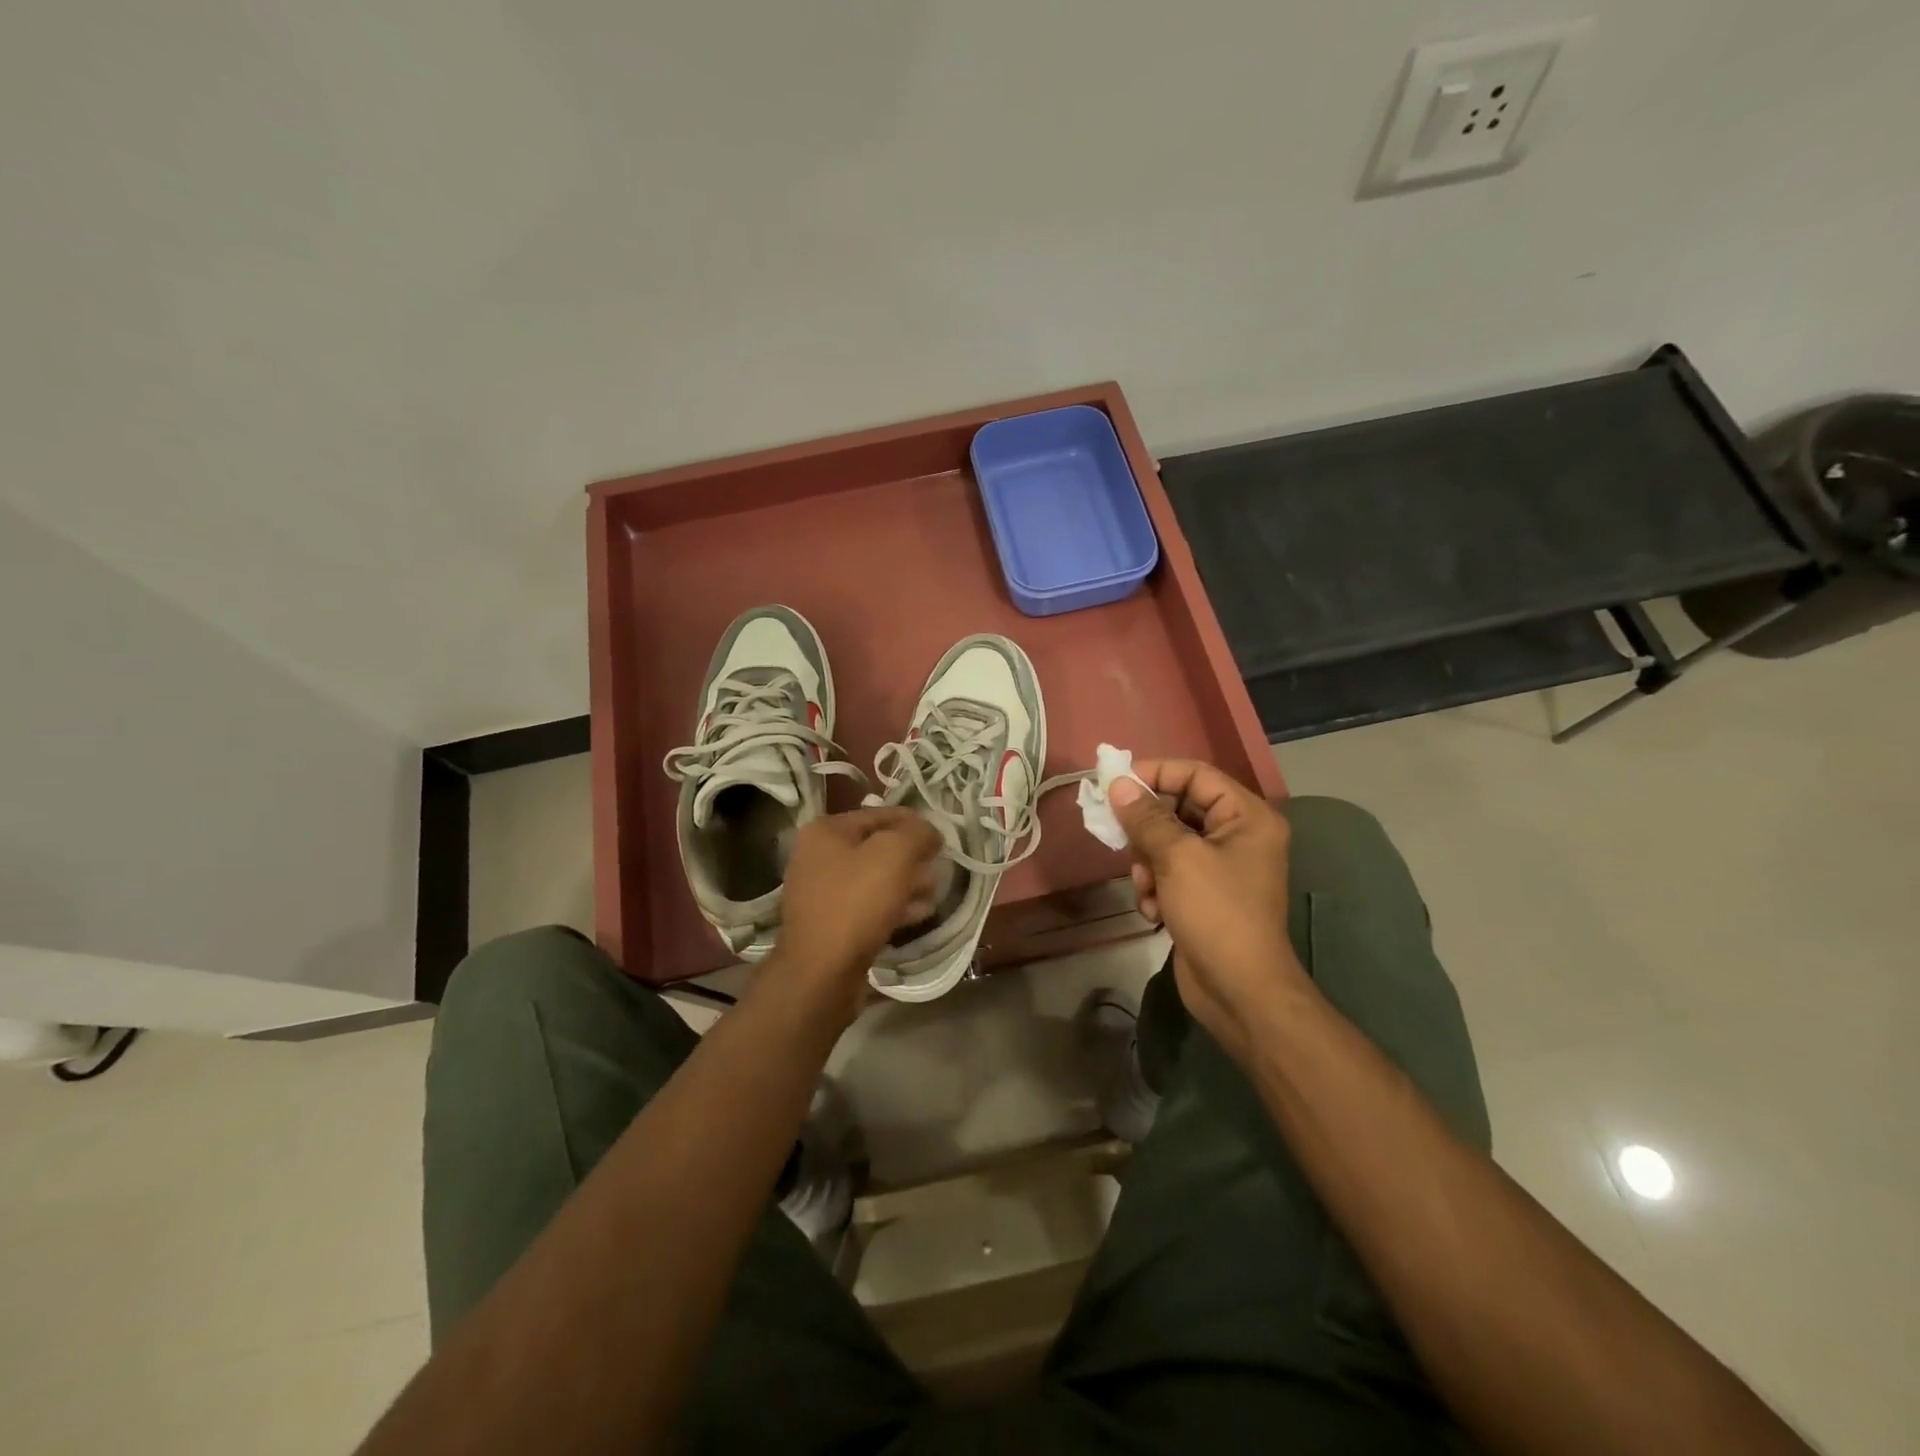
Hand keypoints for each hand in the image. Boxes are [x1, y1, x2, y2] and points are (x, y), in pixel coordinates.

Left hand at [774, 807, 941, 1015]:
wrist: (821, 972)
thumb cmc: (856, 902)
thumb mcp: (895, 854)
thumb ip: (917, 833)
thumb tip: (930, 832)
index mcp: (825, 831)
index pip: (879, 814)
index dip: (914, 823)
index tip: (941, 837)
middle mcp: (817, 857)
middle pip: (877, 847)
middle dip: (911, 856)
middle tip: (939, 866)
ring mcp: (821, 892)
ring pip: (874, 878)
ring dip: (907, 882)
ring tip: (934, 891)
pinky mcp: (830, 924)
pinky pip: (868, 905)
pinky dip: (894, 906)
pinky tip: (919, 913)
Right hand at [1109, 761, 1308, 1062]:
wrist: (1240, 991)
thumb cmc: (1216, 913)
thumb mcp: (1177, 858)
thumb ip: (1146, 817)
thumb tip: (1119, 784)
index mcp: (1247, 816)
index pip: (1196, 774)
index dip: (1155, 773)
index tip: (1115, 782)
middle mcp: (1238, 835)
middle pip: (1179, 808)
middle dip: (1147, 827)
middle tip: (1119, 836)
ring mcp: (1222, 867)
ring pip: (1168, 842)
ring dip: (1148, 862)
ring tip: (1146, 885)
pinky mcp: (1205, 895)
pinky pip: (1170, 872)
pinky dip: (1156, 886)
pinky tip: (1154, 909)